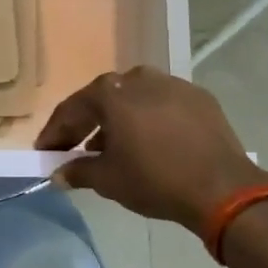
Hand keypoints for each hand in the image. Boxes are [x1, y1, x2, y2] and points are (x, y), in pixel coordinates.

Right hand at [35, 67, 267, 229]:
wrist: (222, 188)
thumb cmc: (154, 179)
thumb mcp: (108, 180)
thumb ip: (78, 171)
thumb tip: (59, 173)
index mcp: (110, 93)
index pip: (71, 109)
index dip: (55, 132)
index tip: (45, 150)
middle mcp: (139, 78)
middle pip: (103, 100)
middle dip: (86, 124)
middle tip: (75, 148)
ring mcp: (173, 84)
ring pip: (134, 100)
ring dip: (119, 121)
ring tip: (114, 149)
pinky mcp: (199, 98)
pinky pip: (163, 105)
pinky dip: (150, 120)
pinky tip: (151, 143)